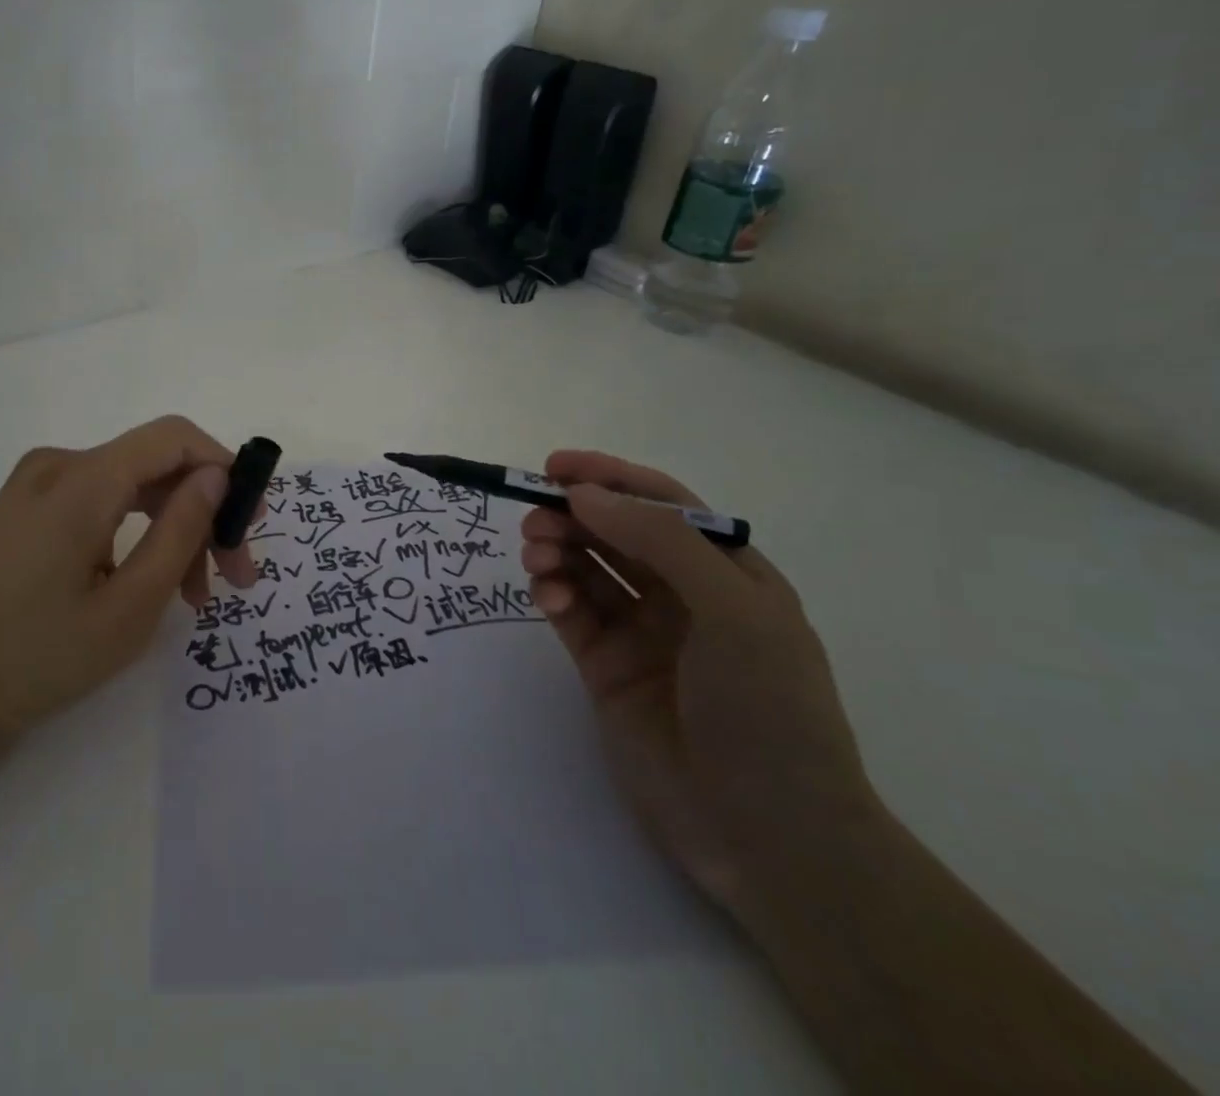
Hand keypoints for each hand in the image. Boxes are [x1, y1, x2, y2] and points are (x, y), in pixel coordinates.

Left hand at [0, 416, 257, 787]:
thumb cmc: (36, 660)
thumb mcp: (129, 606)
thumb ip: (181, 531)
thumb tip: (217, 476)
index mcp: (82, 480)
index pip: (174, 438)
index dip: (224, 468)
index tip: (252, 523)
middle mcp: (58, 465)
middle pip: (155, 465)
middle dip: (203, 513)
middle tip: (234, 579)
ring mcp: (36, 485)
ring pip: (130, 487)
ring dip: (172, 529)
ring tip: (194, 597)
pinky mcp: (26, 509)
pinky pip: (99, 502)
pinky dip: (135, 533)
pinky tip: (144, 583)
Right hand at [519, 451, 879, 910]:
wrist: (769, 836)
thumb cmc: (769, 708)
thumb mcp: (732, 609)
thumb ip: (658, 541)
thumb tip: (583, 495)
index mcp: (726, 572)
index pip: (662, 505)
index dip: (610, 478)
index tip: (556, 468)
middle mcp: (682, 595)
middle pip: (616, 533)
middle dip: (573, 516)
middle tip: (535, 518)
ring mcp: (642, 633)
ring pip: (587, 569)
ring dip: (557, 551)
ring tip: (536, 556)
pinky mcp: (606, 668)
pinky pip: (572, 613)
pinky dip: (553, 594)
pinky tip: (548, 597)